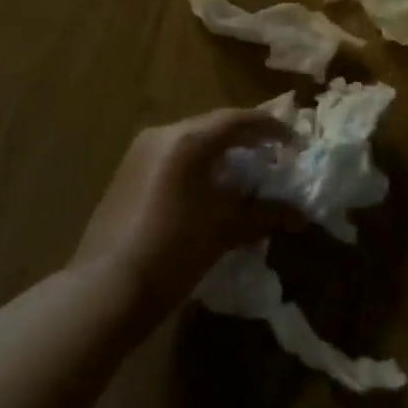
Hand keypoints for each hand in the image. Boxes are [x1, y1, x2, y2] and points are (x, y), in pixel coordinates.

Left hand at [72, 109, 301, 312]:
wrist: (106, 288)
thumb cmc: (173, 251)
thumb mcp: (224, 230)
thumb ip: (264, 214)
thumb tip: (300, 215)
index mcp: (188, 139)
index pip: (238, 120)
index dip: (271, 128)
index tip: (294, 143)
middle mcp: (162, 134)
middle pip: (213, 126)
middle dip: (246, 139)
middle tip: (273, 155)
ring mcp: (140, 152)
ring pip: (191, 140)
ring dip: (220, 152)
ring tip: (245, 173)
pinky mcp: (127, 172)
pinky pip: (172, 156)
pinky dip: (197, 165)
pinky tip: (209, 189)